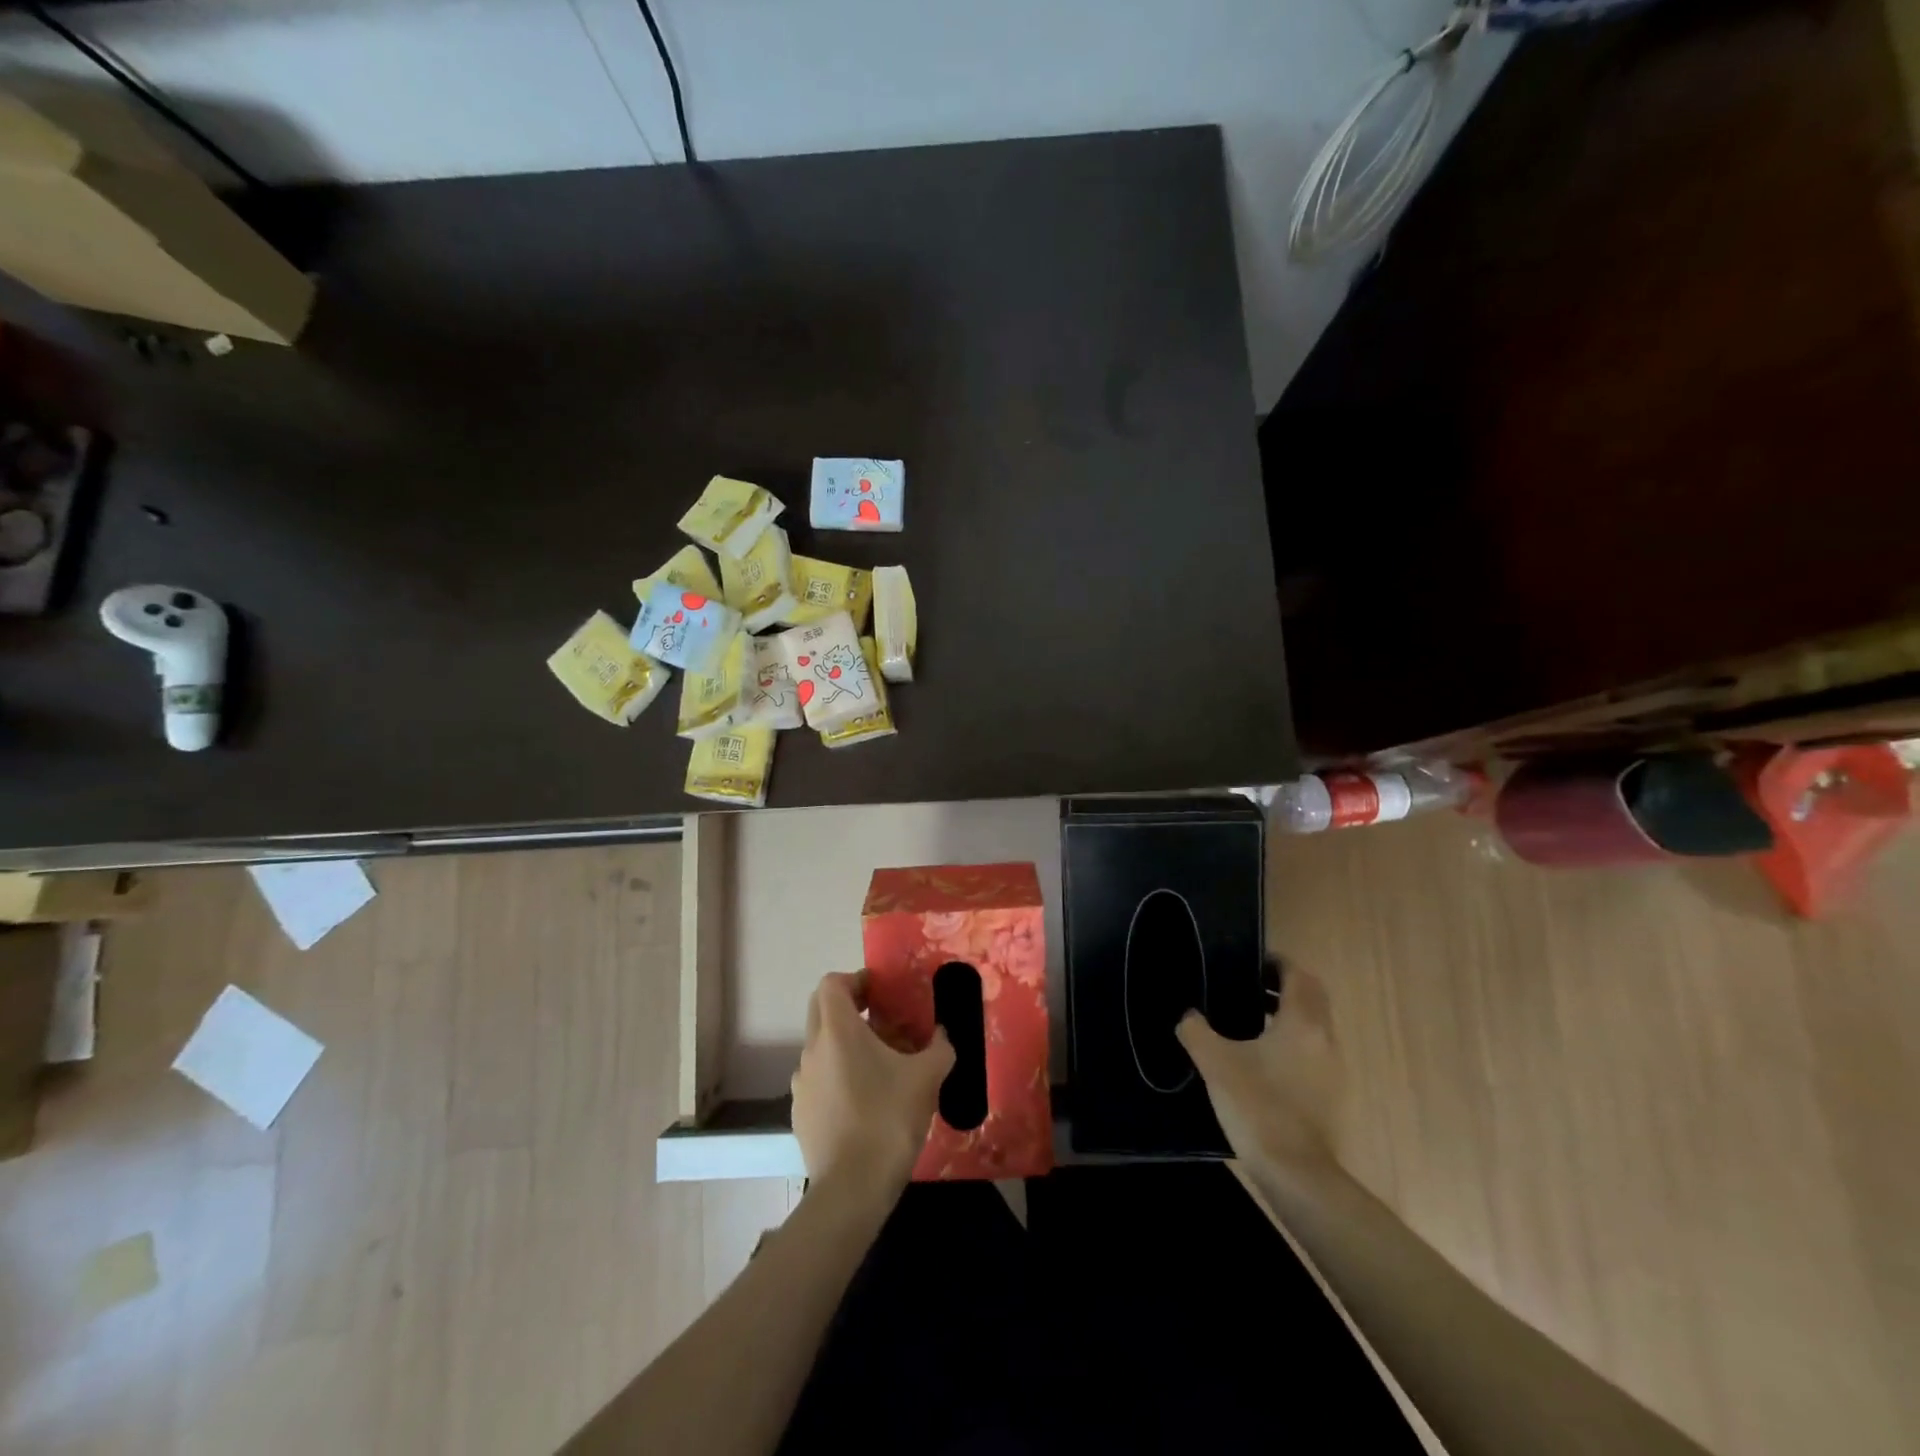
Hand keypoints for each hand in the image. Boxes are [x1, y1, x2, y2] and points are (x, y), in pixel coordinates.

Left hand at [791, 970, 953, 1193]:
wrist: (852, 1188)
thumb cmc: (888, 1119)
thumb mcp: (927, 1077)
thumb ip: (940, 1047)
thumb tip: (943, 1036)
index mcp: (837, 1031)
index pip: (832, 983)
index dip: (855, 980)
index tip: (880, 994)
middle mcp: (812, 1049)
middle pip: (822, 1010)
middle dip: (850, 1008)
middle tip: (883, 1023)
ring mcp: (802, 1083)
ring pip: (821, 1047)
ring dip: (845, 1045)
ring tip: (880, 1067)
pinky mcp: (800, 1113)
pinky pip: (819, 1080)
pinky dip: (838, 1077)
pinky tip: (865, 1102)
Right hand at [1177, 965, 1341, 1179]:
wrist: (1296, 1174)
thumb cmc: (1257, 1105)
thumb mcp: (1215, 1062)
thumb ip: (1196, 1031)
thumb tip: (1188, 1016)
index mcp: (1302, 1022)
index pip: (1298, 976)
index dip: (1277, 964)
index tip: (1250, 963)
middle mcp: (1325, 1039)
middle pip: (1312, 998)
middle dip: (1284, 987)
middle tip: (1248, 987)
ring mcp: (1333, 1070)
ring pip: (1315, 1026)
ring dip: (1289, 1016)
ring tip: (1250, 1022)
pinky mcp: (1332, 1096)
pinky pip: (1314, 1052)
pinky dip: (1293, 1043)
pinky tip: (1262, 1060)